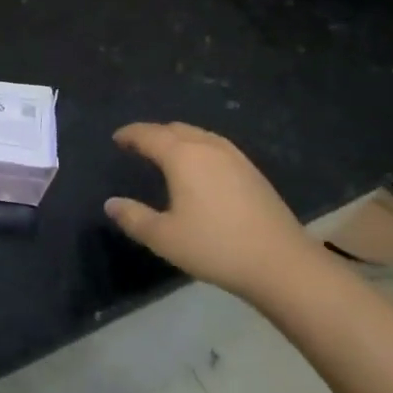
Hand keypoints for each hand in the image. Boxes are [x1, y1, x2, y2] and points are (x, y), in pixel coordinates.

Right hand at [105, 122, 317, 299]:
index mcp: (182, 156)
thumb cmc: (216, 247)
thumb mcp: (165, 238)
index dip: (130, 134)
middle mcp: (208, 147)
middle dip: (153, 133)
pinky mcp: (253, 171)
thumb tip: (110, 203)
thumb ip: (134, 218)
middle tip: (138, 144)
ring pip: (198, 134)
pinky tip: (201, 166)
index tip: (117, 138)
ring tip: (166, 151)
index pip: (149, 135)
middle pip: (175, 129)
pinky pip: (216, 145)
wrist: (281, 263)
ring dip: (178, 137)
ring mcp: (235, 157)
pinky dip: (198, 146)